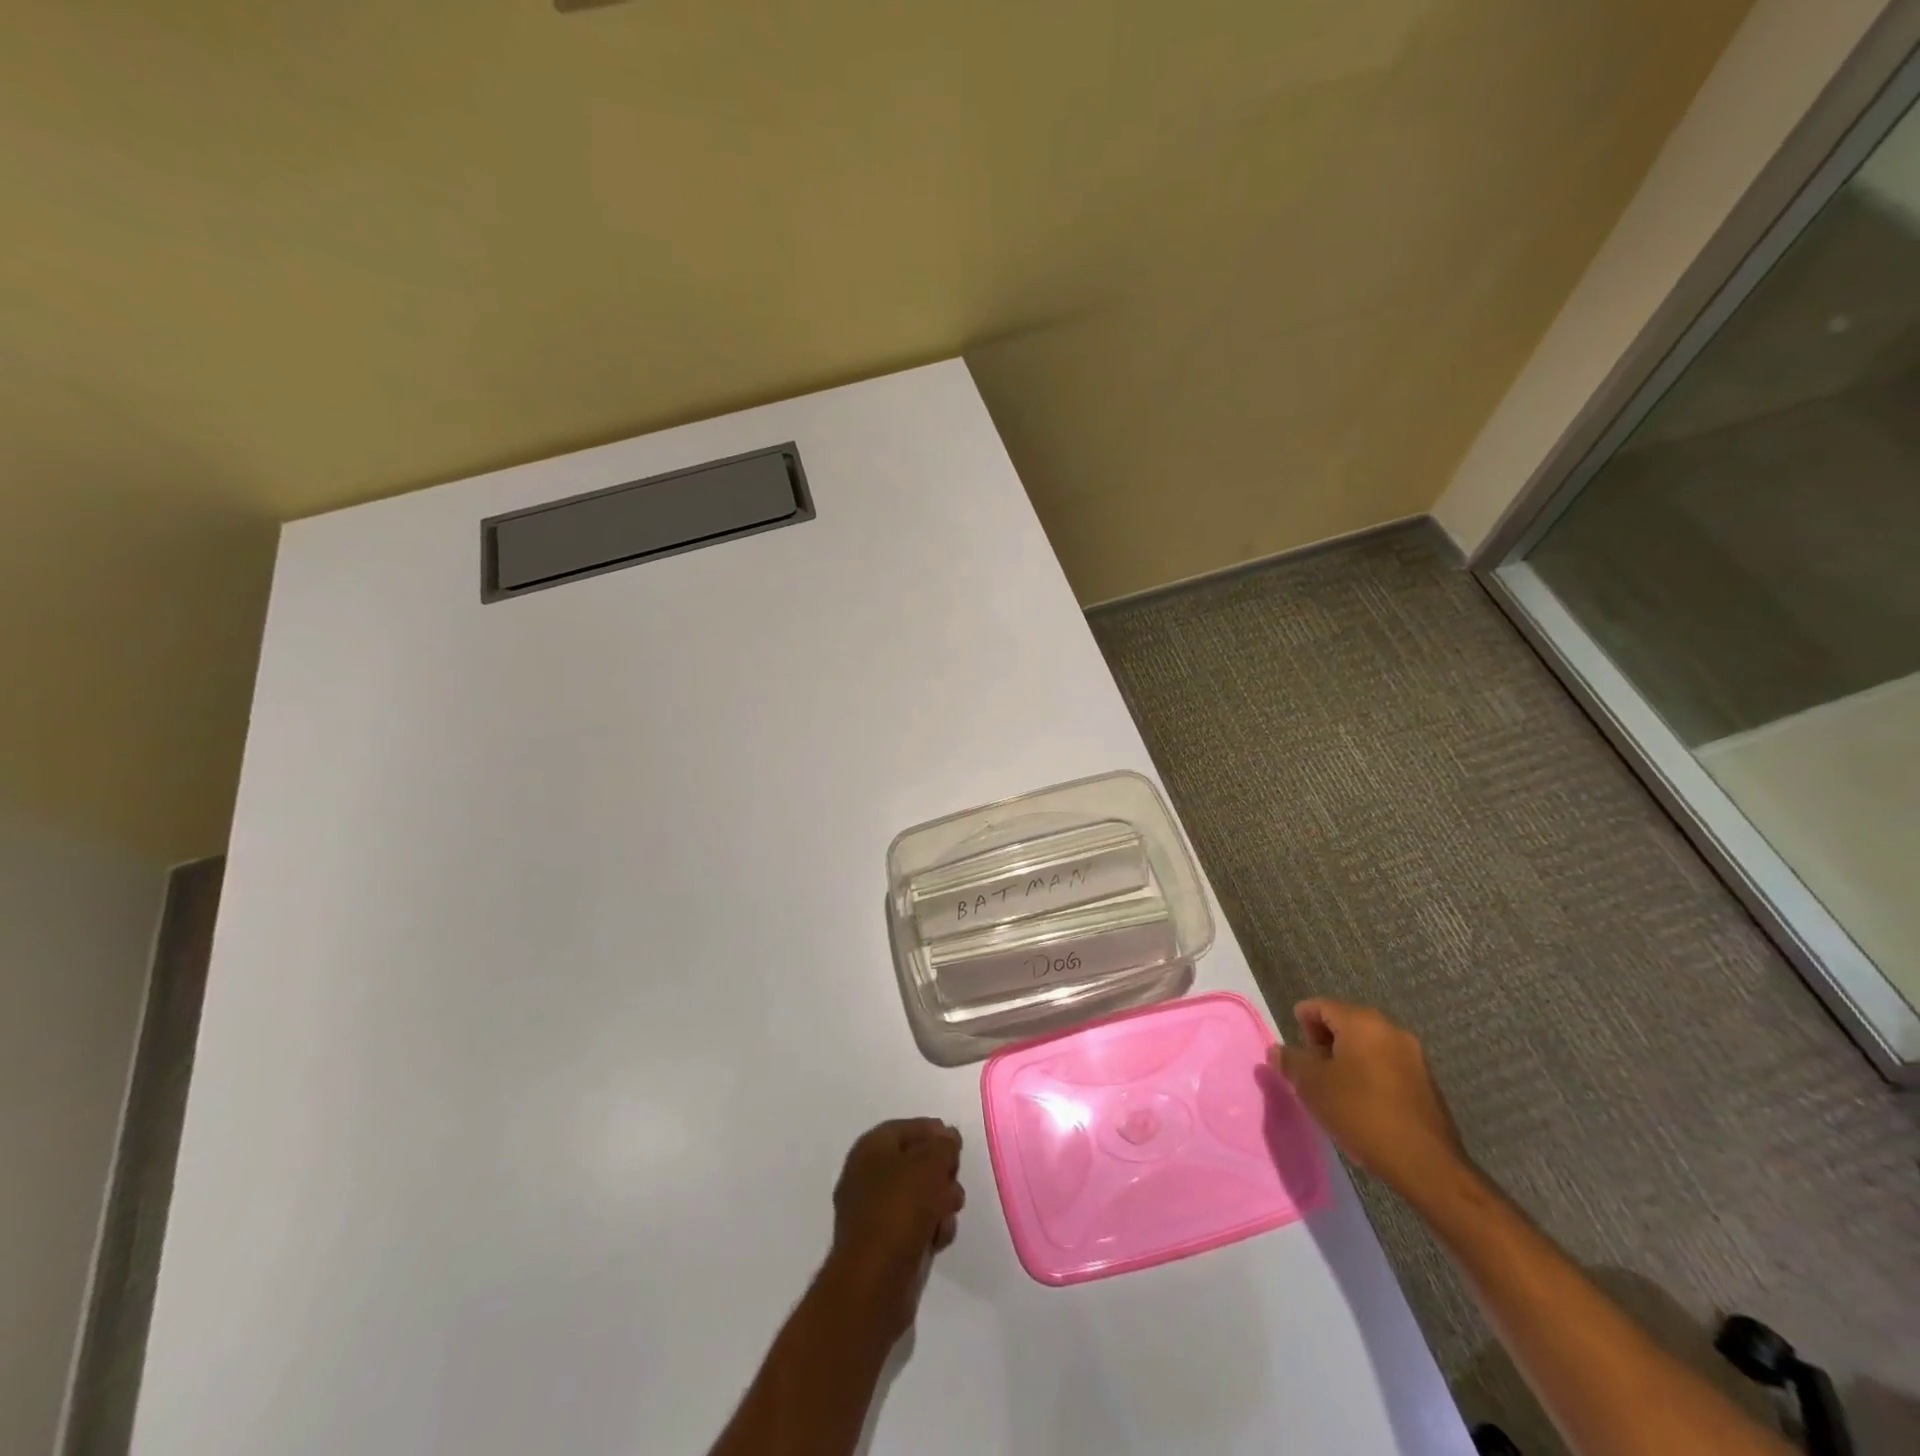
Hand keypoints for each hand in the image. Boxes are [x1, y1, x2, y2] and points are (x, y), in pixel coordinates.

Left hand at [825, 1118, 964, 1341]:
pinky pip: (916, 1226)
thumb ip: (943, 1145)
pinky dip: (931, 1229)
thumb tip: (947, 1138)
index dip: (932, 1131)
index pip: (905, 1128)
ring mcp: (875, 1214)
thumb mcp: (929, 1164)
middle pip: (915, 1162)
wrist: (875, 1283)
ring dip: (940, 1202)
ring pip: (919, 1196)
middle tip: (953, 1179)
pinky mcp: (886, 1245)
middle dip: (940, 1171)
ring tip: (947, 1214)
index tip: (957, 1143)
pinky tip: (939, 1240)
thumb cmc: (900, 1210)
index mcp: (870, 1149)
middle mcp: (868, 1177)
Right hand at [1268, 1000, 1467, 1202]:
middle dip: (1324, 1040)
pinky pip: (1386, 1064)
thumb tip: (1277, 1050)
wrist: (1425, 1163)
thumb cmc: (1360, 1112)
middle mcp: (1390, 1029)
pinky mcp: (1426, 1082)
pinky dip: (1368, 1072)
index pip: (1321, 1006)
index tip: (1293, 1046)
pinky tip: (1361, 1101)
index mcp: (1361, 1022)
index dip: (1301, 1020)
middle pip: (1346, 1022)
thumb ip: (1290, 1061)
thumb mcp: (1312, 1085)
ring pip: (1368, 1044)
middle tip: (1310, 1068)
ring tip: (1333, 1087)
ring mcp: (1413, 1055)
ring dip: (1347, 1057)